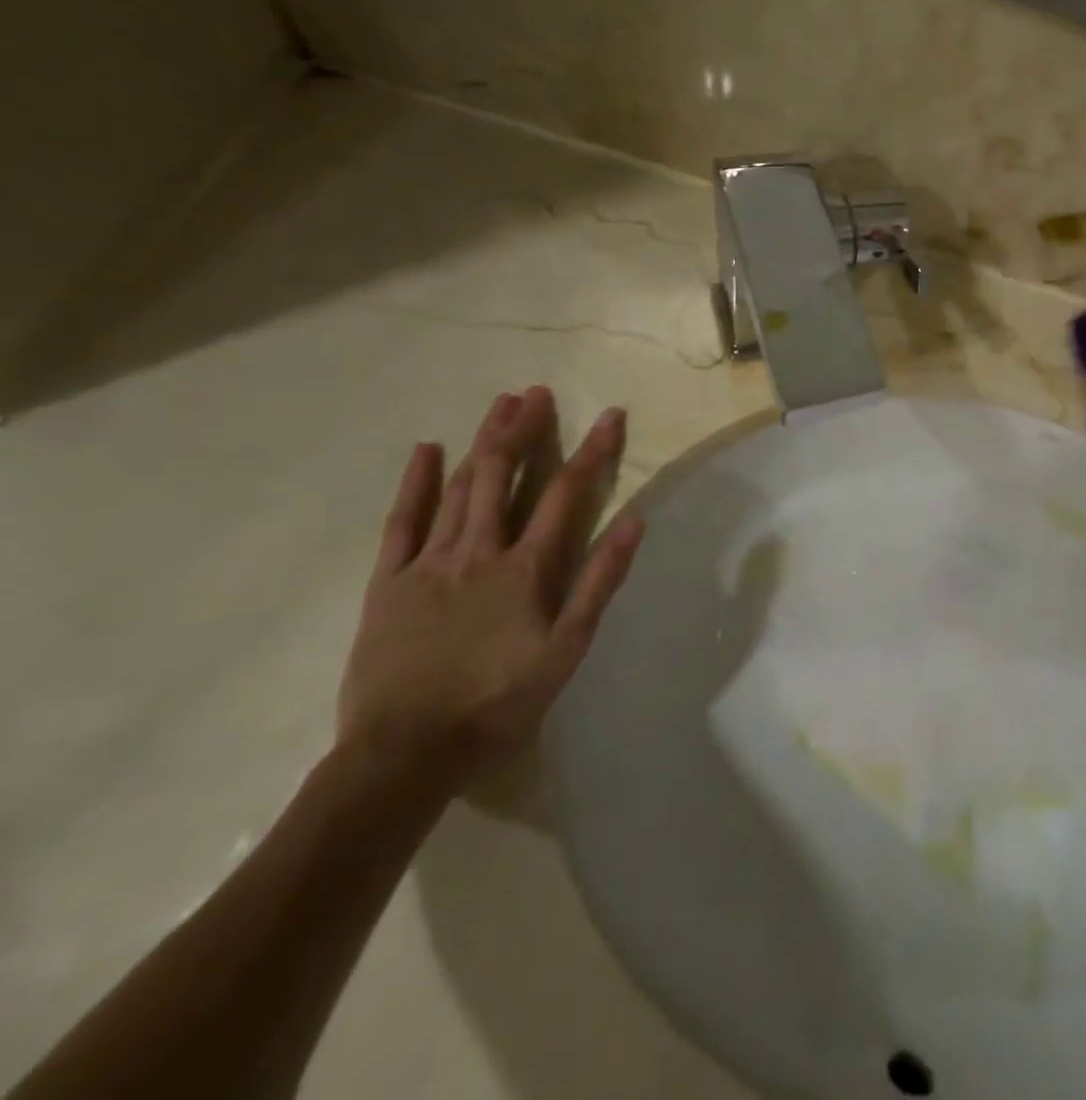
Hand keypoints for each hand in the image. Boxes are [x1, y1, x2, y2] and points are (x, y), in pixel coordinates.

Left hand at [338, 387, 644, 784]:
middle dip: (523, 430)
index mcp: (526, 568)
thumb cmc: (498, 703)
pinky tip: (426, 451)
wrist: (404, 755)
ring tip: (499, 406)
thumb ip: (600, 582)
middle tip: (536, 393)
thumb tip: (634, 522)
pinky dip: (415, 484)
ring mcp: (428, 563)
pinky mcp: (388, 582)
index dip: (593, 450)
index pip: (567, 493)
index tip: (611, 415)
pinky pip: (401, 523)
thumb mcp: (567, 648)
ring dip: (482, 443)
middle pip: (503, 476)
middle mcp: (478, 552)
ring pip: (460, 489)